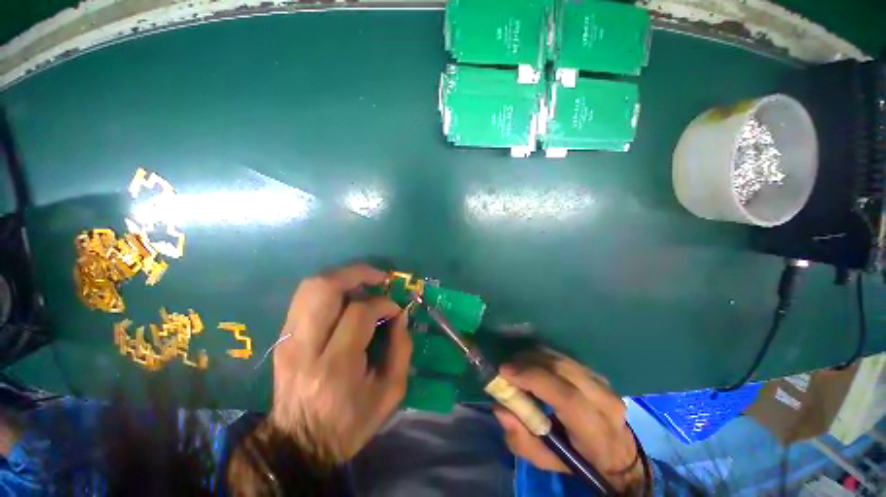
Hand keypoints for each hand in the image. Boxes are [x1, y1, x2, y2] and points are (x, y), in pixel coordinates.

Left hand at [268, 264, 411, 461]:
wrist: (297, 444)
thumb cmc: (350, 422)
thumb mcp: (390, 392)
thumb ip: (401, 348)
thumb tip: (401, 314)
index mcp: (336, 366)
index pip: (359, 313)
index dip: (383, 304)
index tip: (395, 310)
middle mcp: (306, 347)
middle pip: (324, 288)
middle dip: (356, 273)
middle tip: (378, 278)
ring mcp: (288, 341)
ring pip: (310, 287)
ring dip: (342, 277)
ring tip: (364, 282)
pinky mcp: (282, 338)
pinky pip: (305, 298)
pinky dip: (329, 289)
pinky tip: (346, 297)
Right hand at [493, 350, 645, 493]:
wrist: (616, 453)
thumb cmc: (578, 460)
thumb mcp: (547, 461)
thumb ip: (521, 439)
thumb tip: (500, 408)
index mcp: (596, 431)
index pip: (566, 397)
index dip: (533, 378)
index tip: (505, 372)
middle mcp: (605, 401)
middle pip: (562, 369)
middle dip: (528, 363)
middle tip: (506, 367)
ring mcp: (603, 383)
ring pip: (562, 359)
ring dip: (534, 358)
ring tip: (517, 366)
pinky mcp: (596, 372)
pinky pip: (564, 358)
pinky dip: (544, 358)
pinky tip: (532, 365)